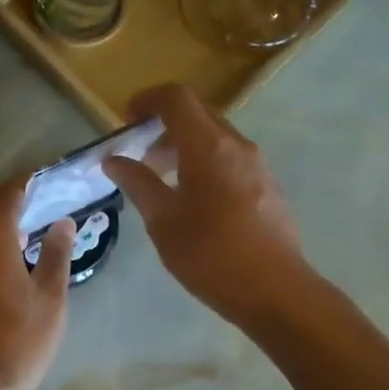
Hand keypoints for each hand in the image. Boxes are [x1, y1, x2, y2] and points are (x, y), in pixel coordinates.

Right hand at [103, 83, 316, 328]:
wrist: (274, 291)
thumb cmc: (210, 254)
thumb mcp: (162, 220)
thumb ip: (137, 183)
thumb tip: (113, 160)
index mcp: (208, 146)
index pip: (176, 98)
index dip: (147, 100)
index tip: (126, 120)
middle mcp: (237, 145)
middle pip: (197, 114)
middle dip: (164, 126)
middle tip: (140, 157)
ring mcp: (258, 165)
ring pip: (215, 137)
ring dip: (184, 147)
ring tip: (163, 182)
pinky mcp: (268, 185)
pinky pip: (230, 158)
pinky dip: (205, 162)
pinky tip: (193, 201)